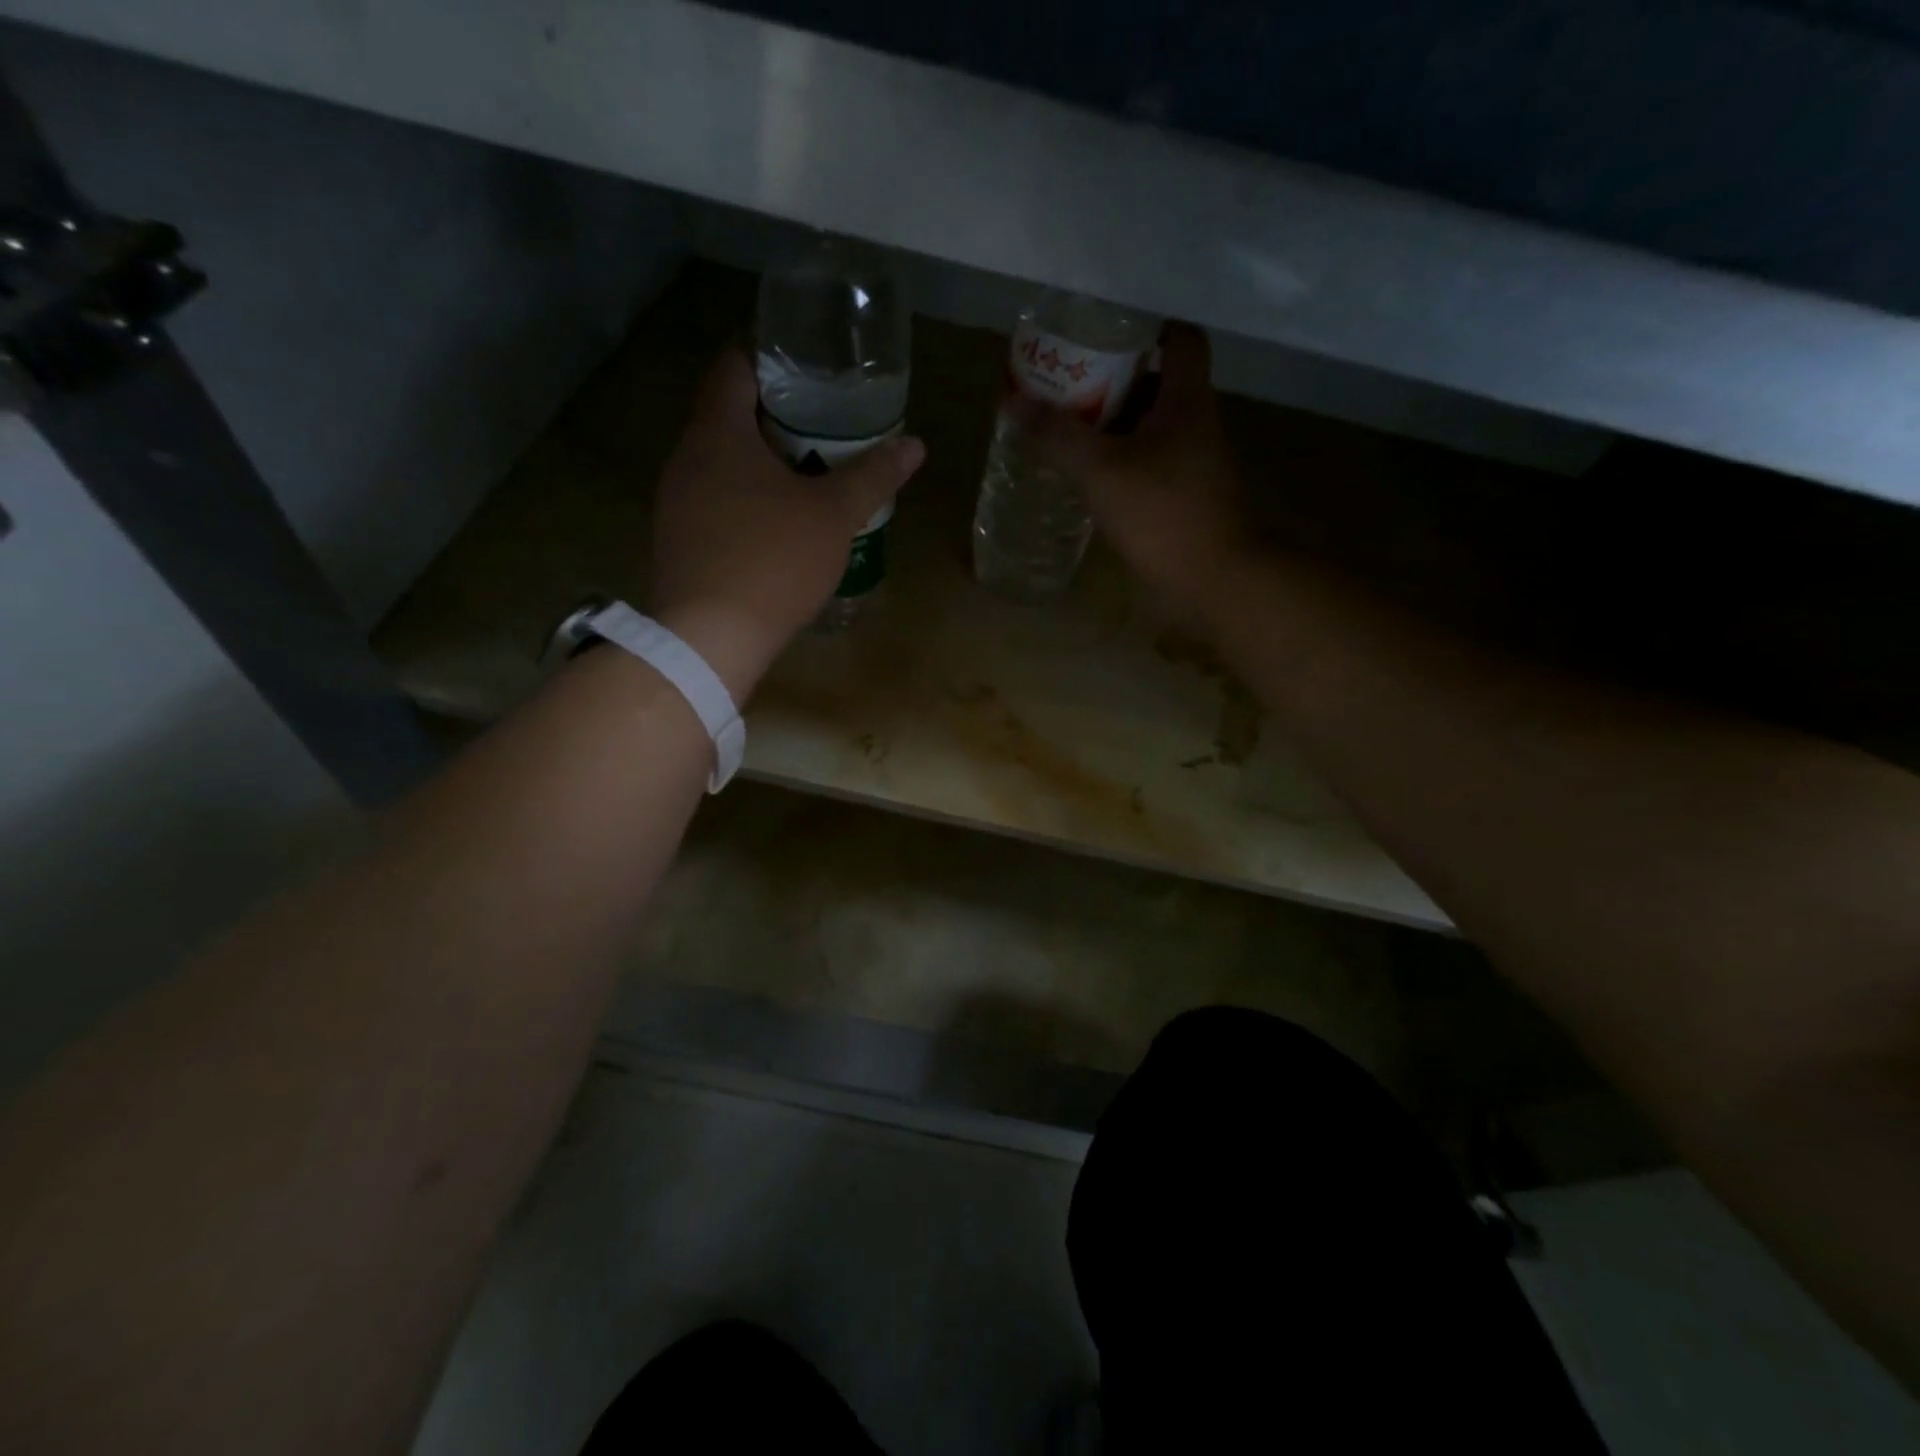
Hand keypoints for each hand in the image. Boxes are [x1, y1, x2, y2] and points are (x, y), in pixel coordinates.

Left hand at [648, 350, 924, 698]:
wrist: (710, 637)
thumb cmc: (773, 560)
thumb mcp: (834, 515)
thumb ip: (873, 475)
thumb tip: (914, 444)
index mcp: (718, 433)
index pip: (735, 365)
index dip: (770, 357)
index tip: (810, 367)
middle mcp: (686, 457)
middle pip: (728, 415)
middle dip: (775, 415)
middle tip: (823, 424)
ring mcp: (675, 501)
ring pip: (721, 462)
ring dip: (760, 462)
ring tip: (807, 473)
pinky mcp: (678, 541)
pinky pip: (714, 501)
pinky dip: (745, 499)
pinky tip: (777, 524)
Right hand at [1020, 324, 1254, 618]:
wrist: (1211, 580)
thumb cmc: (1160, 512)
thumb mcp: (1100, 469)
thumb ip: (1057, 434)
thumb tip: (1013, 401)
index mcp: (1187, 399)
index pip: (1179, 338)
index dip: (1145, 327)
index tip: (1102, 334)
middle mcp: (1196, 423)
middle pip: (1157, 383)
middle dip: (1113, 380)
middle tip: (1067, 385)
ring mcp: (1194, 463)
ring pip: (1151, 427)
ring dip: (1114, 425)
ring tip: (1067, 429)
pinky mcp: (1185, 497)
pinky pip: (1149, 463)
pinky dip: (1121, 461)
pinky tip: (1089, 476)